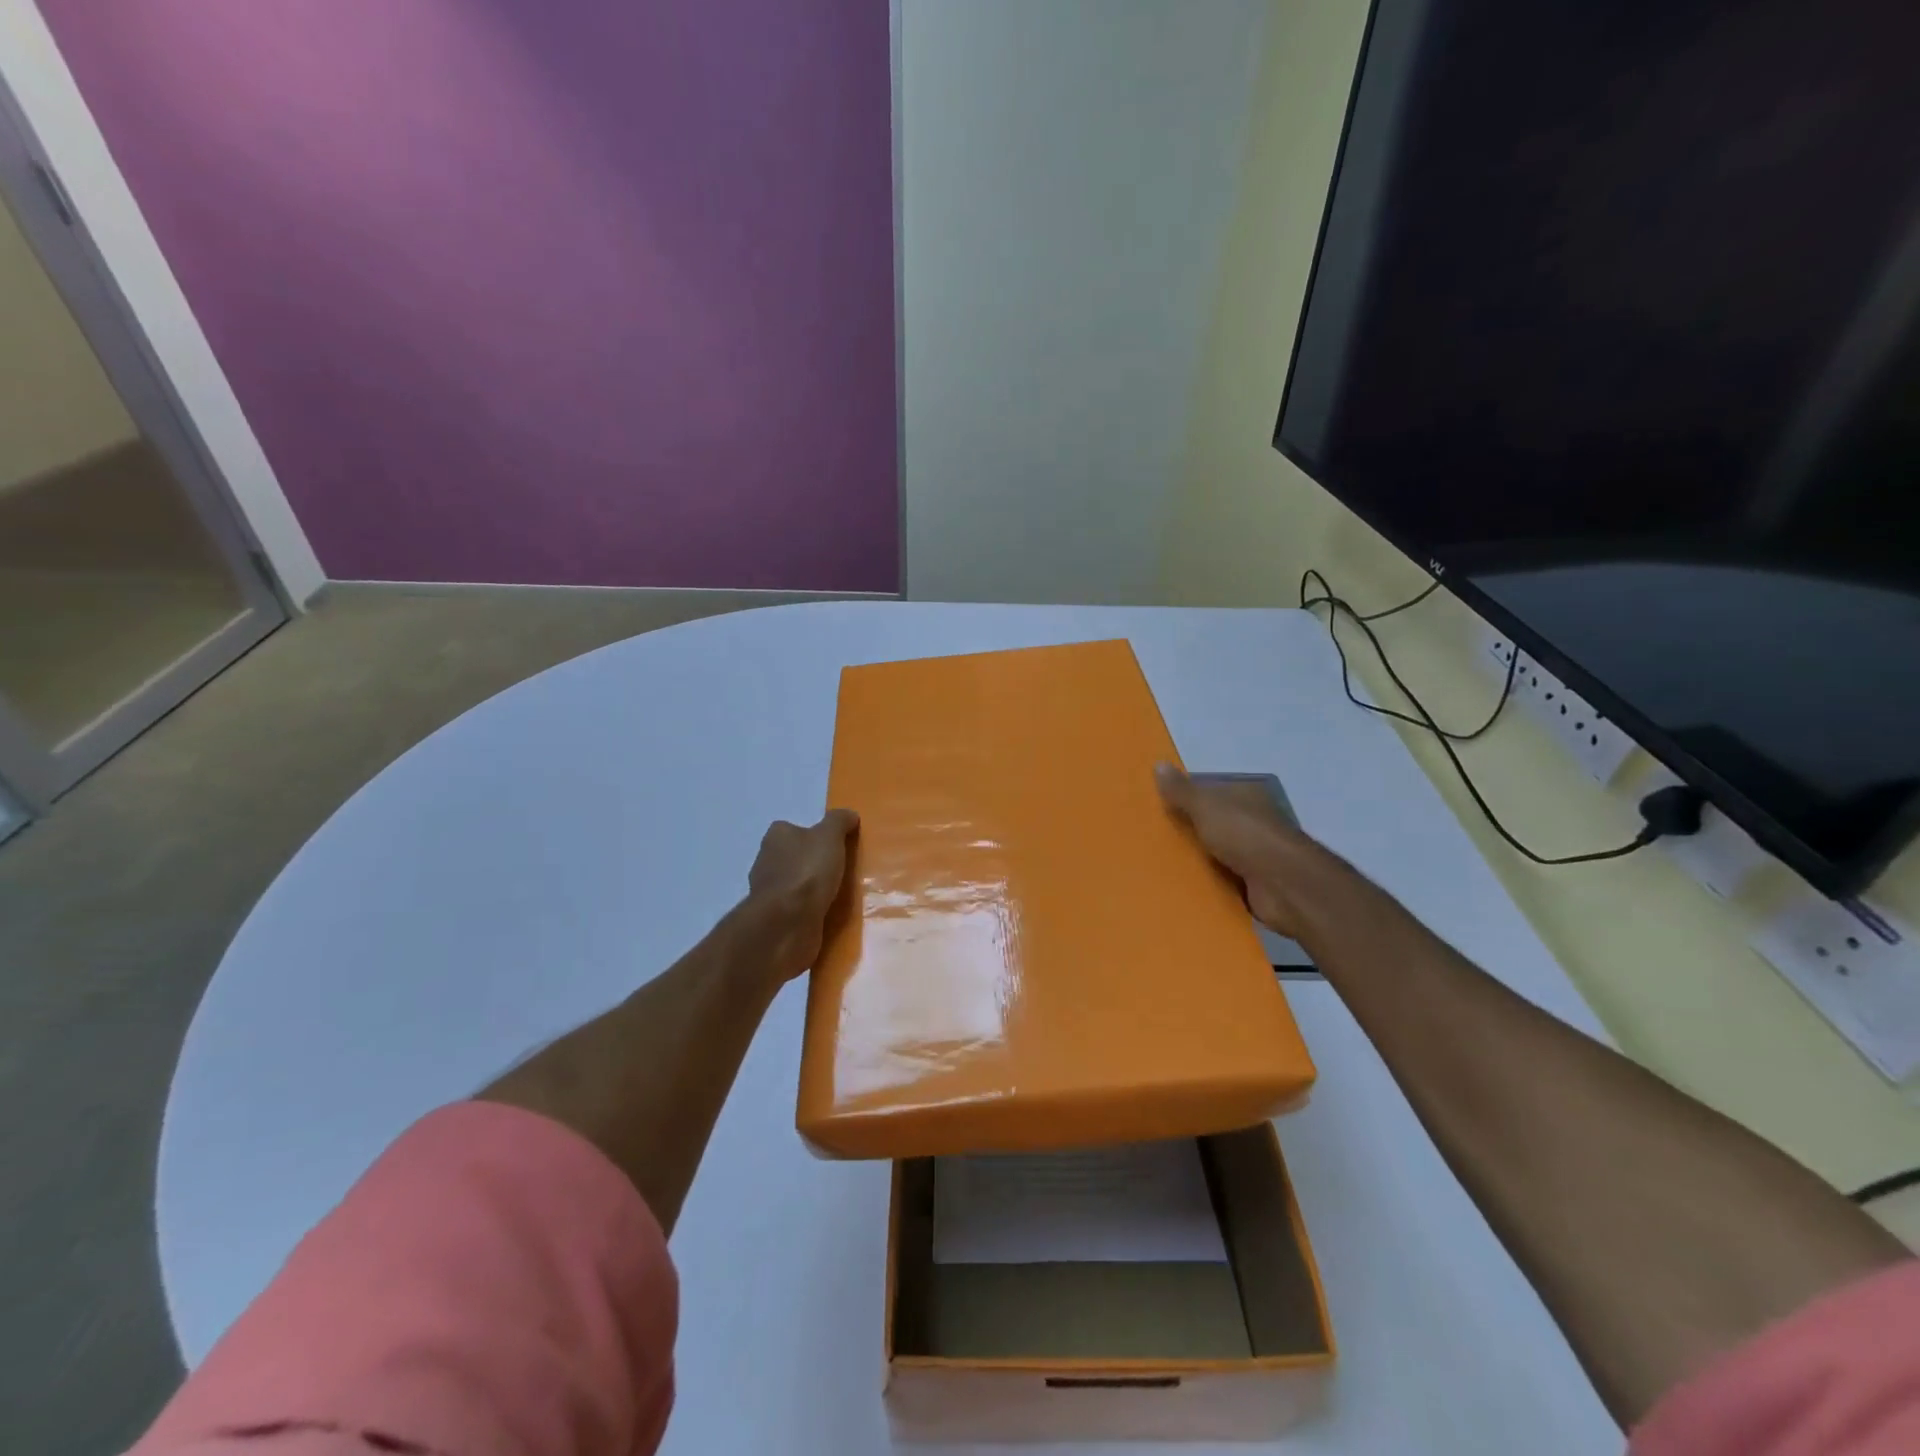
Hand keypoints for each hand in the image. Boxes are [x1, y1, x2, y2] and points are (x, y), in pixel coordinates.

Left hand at [744, 809, 859, 982]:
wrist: (787, 924)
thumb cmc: (807, 873)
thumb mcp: (829, 836)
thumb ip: (839, 822)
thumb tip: (849, 814)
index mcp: (776, 838)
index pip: (793, 829)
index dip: (813, 835)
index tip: (836, 845)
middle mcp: (767, 862)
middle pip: (794, 857)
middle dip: (814, 863)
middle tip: (842, 870)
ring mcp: (770, 894)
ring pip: (796, 886)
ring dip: (813, 890)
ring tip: (841, 894)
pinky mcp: (777, 920)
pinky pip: (798, 911)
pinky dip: (811, 912)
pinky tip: (830, 915)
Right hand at [1156, 764, 1320, 937]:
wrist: (1284, 885)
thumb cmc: (1245, 836)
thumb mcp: (1206, 806)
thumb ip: (1182, 790)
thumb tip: (1158, 764)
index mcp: (1245, 796)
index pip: (1209, 792)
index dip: (1184, 797)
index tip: (1156, 807)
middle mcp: (1252, 821)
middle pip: (1211, 822)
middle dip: (1186, 829)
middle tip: (1149, 837)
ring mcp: (1255, 854)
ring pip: (1215, 852)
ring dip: (1195, 858)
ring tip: (1158, 863)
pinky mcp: (1253, 884)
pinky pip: (1221, 879)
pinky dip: (1206, 882)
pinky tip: (1180, 886)